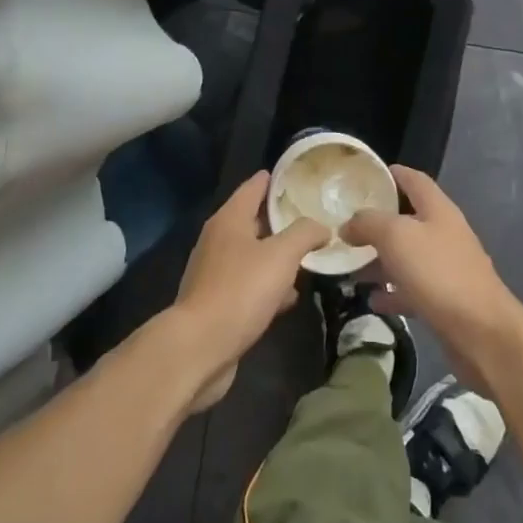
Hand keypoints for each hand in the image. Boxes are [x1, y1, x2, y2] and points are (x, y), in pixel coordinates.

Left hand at [171, 171, 329, 412]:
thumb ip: (305, 233)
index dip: (275, 179)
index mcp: (229, 219)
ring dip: (277, 255)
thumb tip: (322, 226)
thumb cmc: (241, 290)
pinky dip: (269, 285)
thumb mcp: (281, 255)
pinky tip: (289, 297)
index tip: (299, 175)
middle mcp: (218, 240)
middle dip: (282, 219)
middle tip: (313, 216)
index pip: (254, 186)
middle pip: (254, 220)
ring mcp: (215, 272)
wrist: (200, 347)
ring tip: (309, 256)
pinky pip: (249, 284)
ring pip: (253, 254)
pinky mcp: (218, 302)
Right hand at [343, 167, 522, 386]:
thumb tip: (348, 224)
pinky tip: (372, 300)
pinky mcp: (446, 300)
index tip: (365, 176)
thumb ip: (368, 223)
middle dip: (377, 223)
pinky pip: (412, 289)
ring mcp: (447, 268)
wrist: (483, 333)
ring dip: (381, 260)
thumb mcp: (396, 237)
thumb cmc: (439, 273)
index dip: (392, 173)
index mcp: (438, 209)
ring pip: (407, 256)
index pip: (414, 180)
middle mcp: (444, 233)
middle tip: (346, 227)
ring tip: (350, 267)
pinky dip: (392, 292)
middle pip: (408, 219)